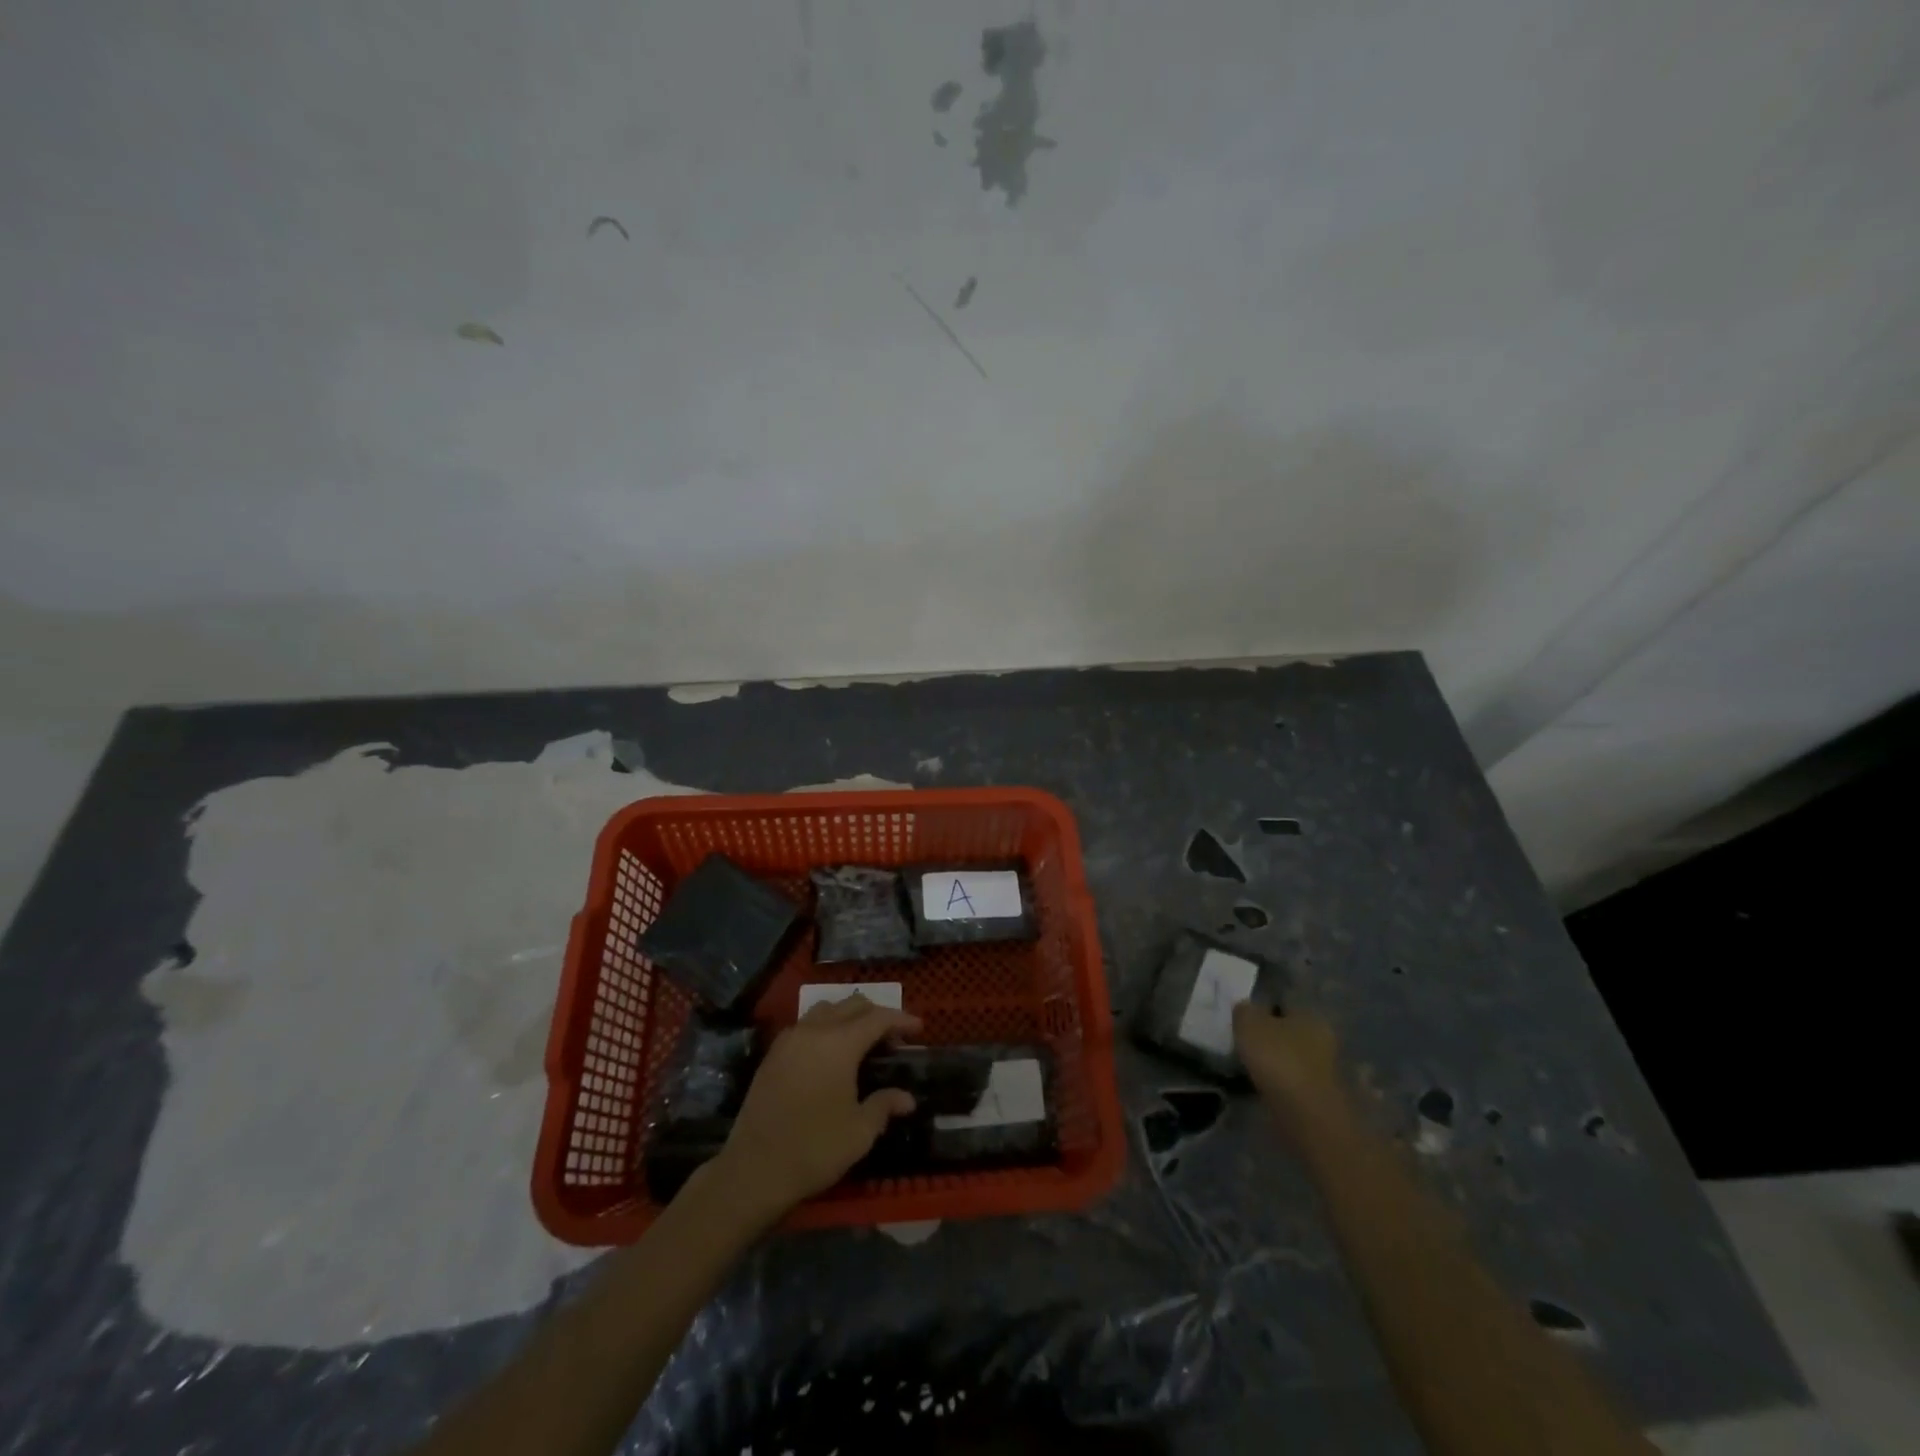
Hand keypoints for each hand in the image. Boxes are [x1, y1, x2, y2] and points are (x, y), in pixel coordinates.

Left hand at [712, 995, 920, 1216]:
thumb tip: (906, 1098)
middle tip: (894, 1037)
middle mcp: (814, 1030)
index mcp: (840, 1043)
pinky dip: (825, 1027)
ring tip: (863, 1039)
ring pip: (825, 1009)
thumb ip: (884, 1105)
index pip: (878, 1018)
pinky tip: (831, 1052)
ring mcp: (790, 1039)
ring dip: (848, 1016)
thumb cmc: (814, 1149)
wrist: (754, 1169)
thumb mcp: (859, 1132)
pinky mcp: (773, 1054)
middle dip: (877, 1014)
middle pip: (852, 1006)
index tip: (919, 1028)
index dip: (901, 1019)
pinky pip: (805, 1025)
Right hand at [1234, 1002, 1343, 1133]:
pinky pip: (1291, 1083)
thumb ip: (1244, 1010)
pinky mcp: (1318, 1099)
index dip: (1262, 1010)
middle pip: (1288, 1033)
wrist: (1305, 1117)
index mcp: (1311, 1016)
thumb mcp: (1248, 1023)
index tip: (1242, 1021)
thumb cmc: (1278, 1059)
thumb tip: (1245, 1008)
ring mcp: (1324, 1072)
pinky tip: (1259, 1088)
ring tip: (1246, 1068)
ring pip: (1290, 1059)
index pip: (1284, 1005)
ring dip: (1273, 1063)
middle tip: (1242, 1044)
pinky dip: (1277, 1085)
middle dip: (1269, 1038)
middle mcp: (1323, 1041)